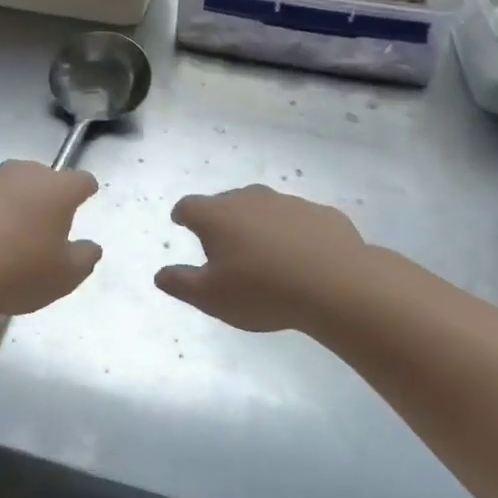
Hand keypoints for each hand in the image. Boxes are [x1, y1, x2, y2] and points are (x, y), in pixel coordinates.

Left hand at [0, 161, 102, 316]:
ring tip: (5, 239)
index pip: (80, 180)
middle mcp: (20, 175)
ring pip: (4, 188)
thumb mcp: (64, 278)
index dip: (85, 190)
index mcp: (55, 190)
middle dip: (45, 196)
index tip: (86, 198)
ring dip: (9, 206)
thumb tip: (90, 246)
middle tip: (44, 227)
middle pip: (41, 178)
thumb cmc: (16, 271)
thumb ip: (84, 258)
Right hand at [156, 185, 369, 332]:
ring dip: (259, 224)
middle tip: (223, 244)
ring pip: (264, 208)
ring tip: (264, 252)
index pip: (189, 207)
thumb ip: (181, 283)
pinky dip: (294, 233)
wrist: (336, 284)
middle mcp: (249, 199)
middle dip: (221, 219)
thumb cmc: (262, 291)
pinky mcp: (321, 213)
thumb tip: (160, 274)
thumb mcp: (211, 297)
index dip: (182, 215)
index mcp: (217, 215)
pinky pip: (299, 220)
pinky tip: (302, 256)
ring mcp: (288, 202)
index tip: (181, 223)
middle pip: (226, 202)